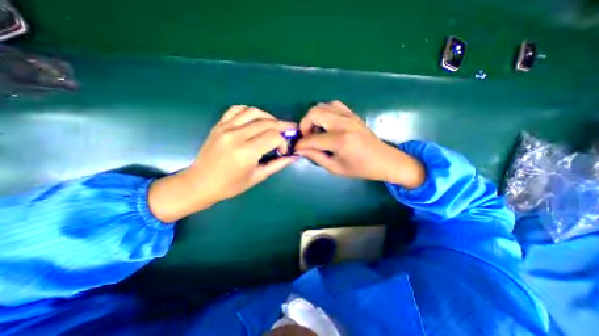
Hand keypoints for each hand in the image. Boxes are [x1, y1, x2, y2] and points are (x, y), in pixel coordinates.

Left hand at [147, 105, 296, 219]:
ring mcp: (226, 128)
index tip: (283, 151)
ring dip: (268, 116)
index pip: (273, 136)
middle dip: (282, 126)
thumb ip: (277, 165)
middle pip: (266, 123)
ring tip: (274, 125)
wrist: (200, 183)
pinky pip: (236, 109)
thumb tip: (293, 157)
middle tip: (289, 130)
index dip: (283, 142)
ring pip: (253, 112)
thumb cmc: (230, 185)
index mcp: (246, 152)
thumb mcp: (257, 177)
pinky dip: (249, 111)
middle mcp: (236, 136)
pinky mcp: (219, 125)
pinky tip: (255, 119)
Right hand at [295, 99, 425, 188]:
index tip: (296, 148)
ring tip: (316, 131)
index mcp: (339, 140)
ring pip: (322, 106)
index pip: (311, 138)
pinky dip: (325, 112)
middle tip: (307, 138)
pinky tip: (326, 124)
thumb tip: (301, 150)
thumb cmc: (360, 168)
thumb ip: (316, 157)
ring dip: (314, 118)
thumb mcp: (335, 168)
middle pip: (314, 113)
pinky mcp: (352, 114)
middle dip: (304, 125)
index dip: (301, 144)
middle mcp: (343, 123)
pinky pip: (334, 105)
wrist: (384, 160)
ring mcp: (349, 116)